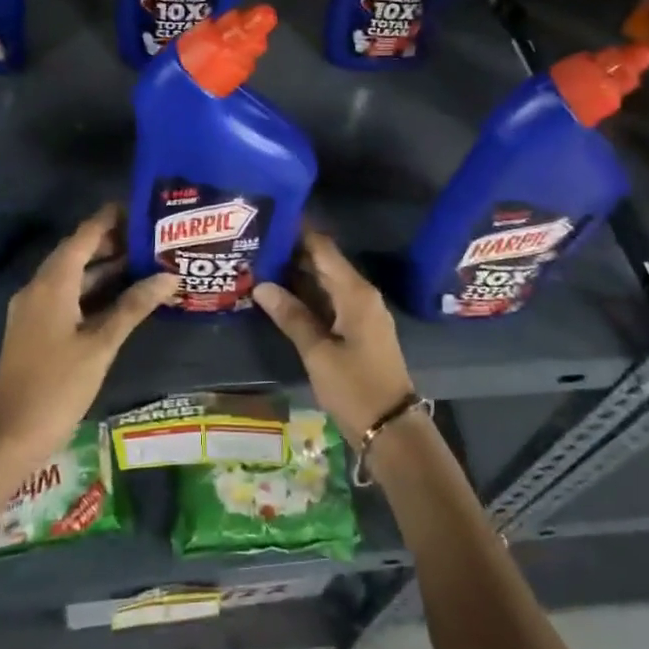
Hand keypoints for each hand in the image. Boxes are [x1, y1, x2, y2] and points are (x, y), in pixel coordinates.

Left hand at [0, 204, 177, 509]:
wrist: (8, 437)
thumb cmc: (56, 387)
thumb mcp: (101, 345)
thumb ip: (134, 306)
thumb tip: (169, 275)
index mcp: (52, 284)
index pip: (84, 235)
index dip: (110, 218)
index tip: (141, 206)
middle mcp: (39, 288)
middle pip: (77, 252)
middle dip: (112, 241)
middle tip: (152, 236)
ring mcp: (35, 309)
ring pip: (73, 275)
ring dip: (105, 267)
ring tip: (145, 261)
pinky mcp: (36, 329)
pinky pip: (68, 295)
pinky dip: (94, 290)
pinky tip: (122, 297)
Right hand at [254, 225, 415, 442]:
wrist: (391, 428)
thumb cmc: (355, 387)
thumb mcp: (318, 353)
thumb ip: (291, 316)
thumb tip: (261, 285)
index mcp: (355, 292)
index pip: (323, 248)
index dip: (298, 232)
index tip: (270, 221)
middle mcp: (361, 294)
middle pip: (323, 263)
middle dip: (292, 254)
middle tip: (256, 245)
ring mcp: (362, 312)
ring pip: (326, 283)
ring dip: (297, 276)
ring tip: (261, 266)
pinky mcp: (358, 329)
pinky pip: (330, 301)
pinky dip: (308, 297)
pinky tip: (282, 298)